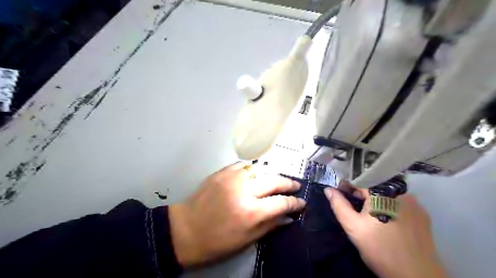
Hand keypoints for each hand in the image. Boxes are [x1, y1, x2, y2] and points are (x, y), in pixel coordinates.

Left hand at [169, 162, 304, 267]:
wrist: (186, 229)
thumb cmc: (217, 241)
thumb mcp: (246, 240)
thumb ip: (270, 225)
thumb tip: (288, 217)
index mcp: (251, 212)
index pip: (281, 202)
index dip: (295, 202)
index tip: (302, 202)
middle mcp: (244, 191)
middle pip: (274, 180)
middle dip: (288, 183)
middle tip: (295, 185)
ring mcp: (232, 178)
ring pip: (261, 169)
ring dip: (272, 175)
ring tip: (277, 180)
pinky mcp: (222, 172)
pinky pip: (244, 165)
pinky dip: (254, 169)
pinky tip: (256, 174)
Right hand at [326, 181, 449, 277]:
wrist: (416, 276)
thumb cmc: (379, 248)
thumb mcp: (353, 226)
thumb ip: (339, 205)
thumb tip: (328, 189)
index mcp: (382, 192)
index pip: (360, 180)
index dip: (347, 186)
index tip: (340, 195)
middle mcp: (401, 192)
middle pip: (375, 187)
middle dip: (362, 195)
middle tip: (354, 209)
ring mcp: (415, 203)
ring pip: (388, 195)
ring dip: (377, 201)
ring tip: (370, 217)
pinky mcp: (423, 215)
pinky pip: (401, 204)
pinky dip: (391, 207)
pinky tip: (387, 222)